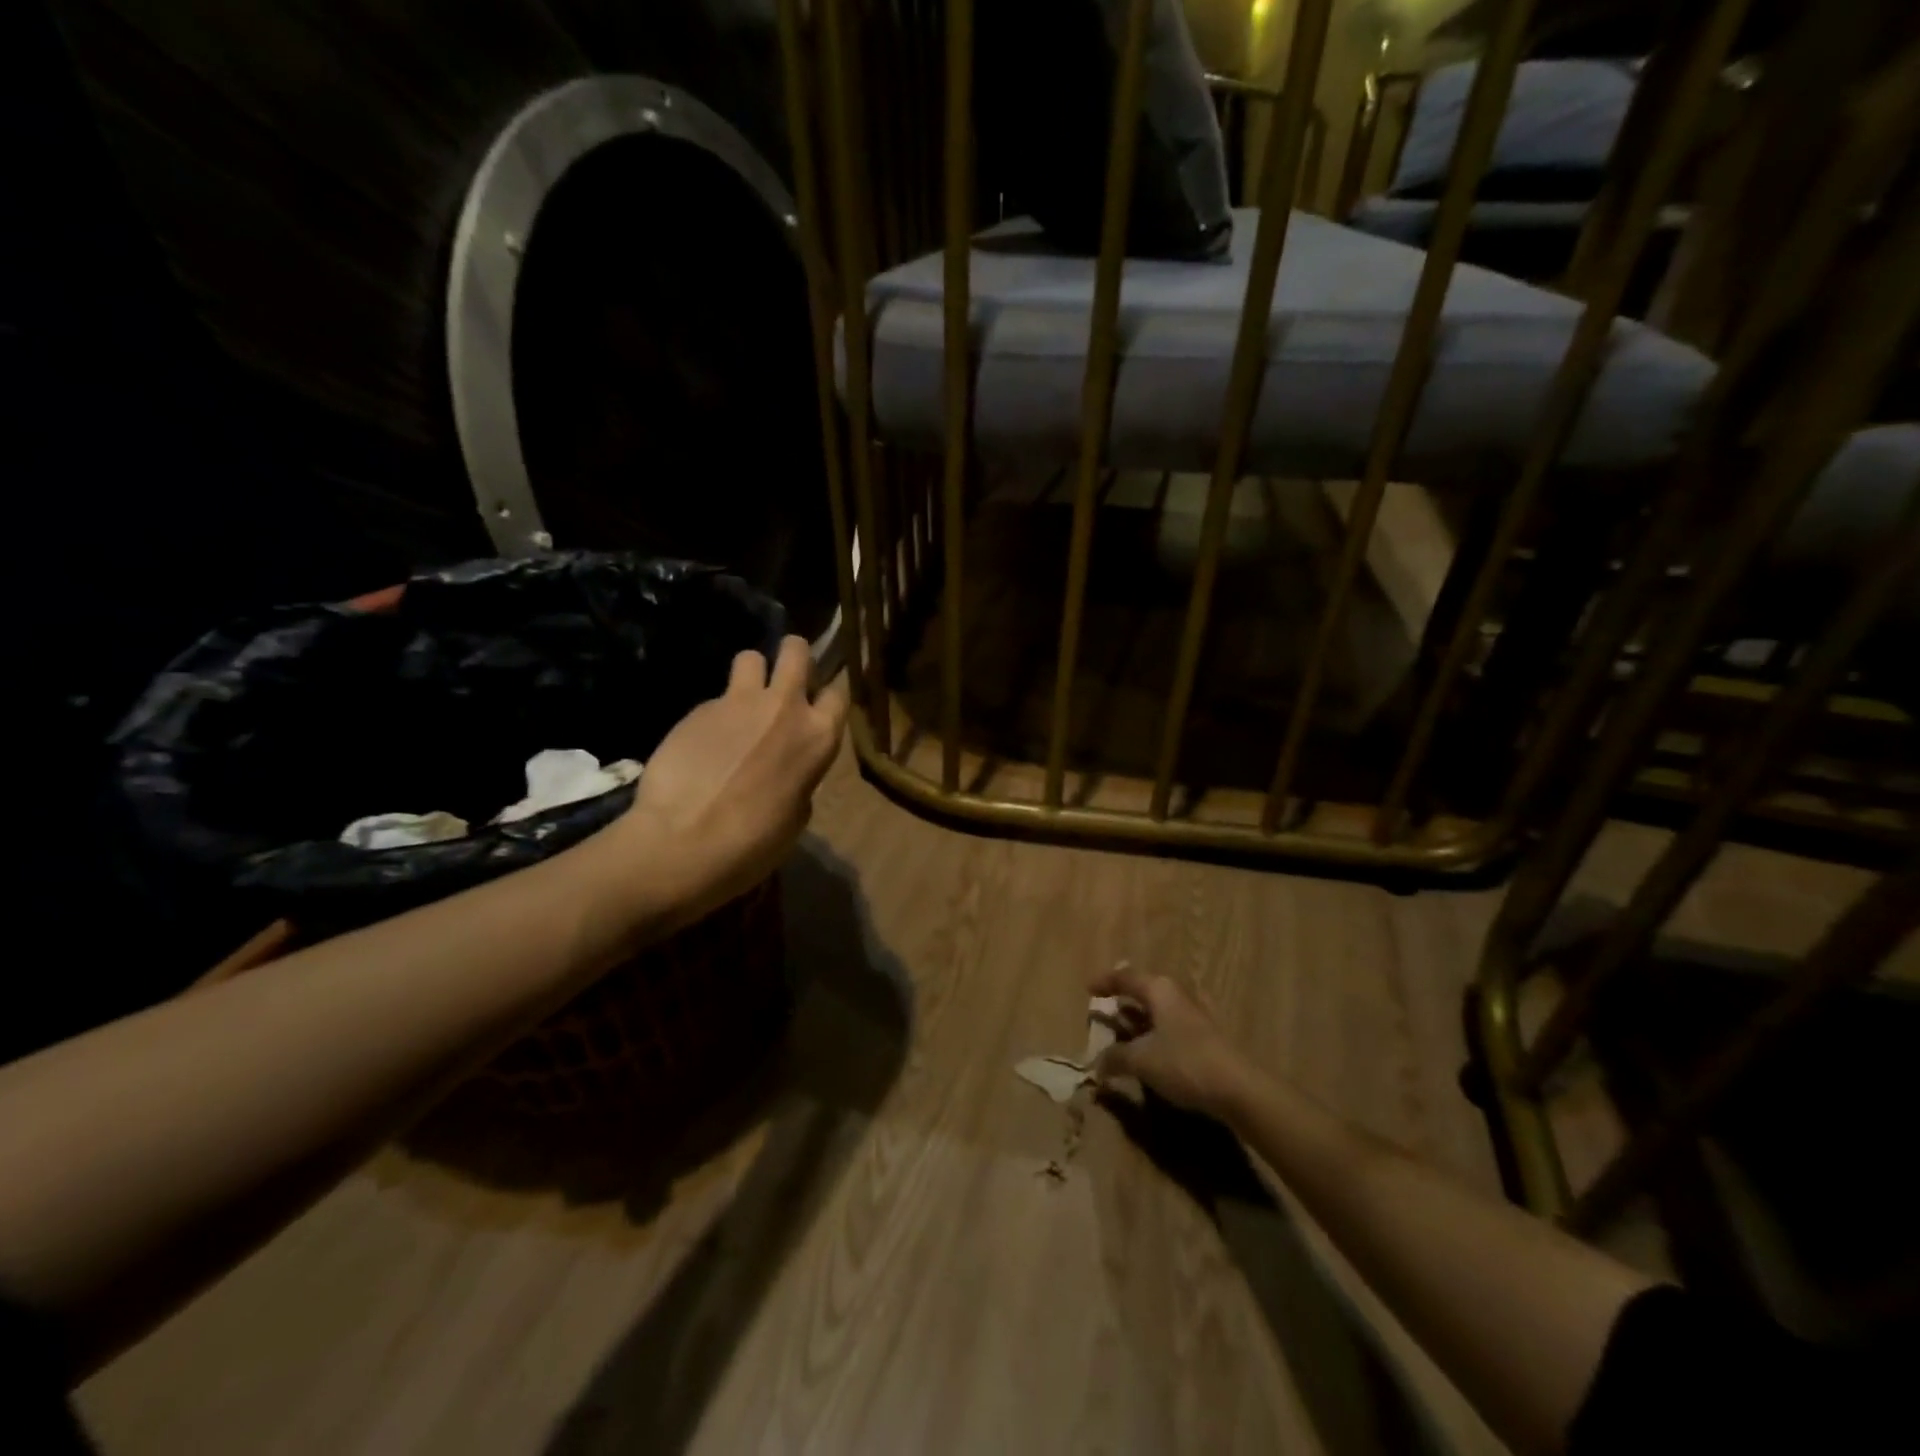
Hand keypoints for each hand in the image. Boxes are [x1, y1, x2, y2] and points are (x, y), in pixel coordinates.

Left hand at [611, 637, 846, 926]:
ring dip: (751, 674)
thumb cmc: (752, 843)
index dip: (827, 697)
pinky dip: (713, 715)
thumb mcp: (796, 817)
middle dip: (793, 656)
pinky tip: (701, 745)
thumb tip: (788, 769)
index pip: (838, 693)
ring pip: (750, 657)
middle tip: (784, 680)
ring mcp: (738, 702)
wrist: (681, 842)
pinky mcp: (698, 708)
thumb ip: (800, 778)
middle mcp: (784, 707)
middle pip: (797, 650)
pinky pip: (714, 698)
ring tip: (741, 703)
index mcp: (818, 737)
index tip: (818, 707)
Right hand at [1092, 968, 1259, 1122]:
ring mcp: (1195, 1016)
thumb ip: (1115, 1057)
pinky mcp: (1206, 1037)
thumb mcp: (1141, 1060)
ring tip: (1121, 1036)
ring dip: (1138, 1022)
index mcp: (1159, 989)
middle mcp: (1177, 995)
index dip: (1105, 982)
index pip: (1126, 977)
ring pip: (1158, 1011)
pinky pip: (1170, 1028)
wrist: (1238, 1088)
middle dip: (1123, 1002)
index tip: (1088, 989)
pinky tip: (1148, 1053)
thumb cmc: (1183, 1062)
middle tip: (1104, 1014)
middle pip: (1144, 992)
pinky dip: (1154, 1036)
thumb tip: (1097, 1064)